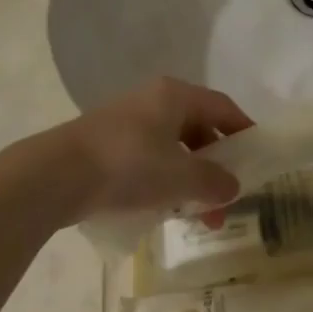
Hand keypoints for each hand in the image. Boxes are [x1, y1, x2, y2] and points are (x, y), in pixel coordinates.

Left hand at [45, 77, 252, 221]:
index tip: (259, 157)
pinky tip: (163, 209)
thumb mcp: (179, 176)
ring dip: (190, 179)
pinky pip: (149, 158)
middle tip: (225, 200)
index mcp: (175, 95)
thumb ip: (213, 181)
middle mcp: (153, 100)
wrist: (54, 175)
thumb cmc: (128, 165)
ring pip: (173, 147)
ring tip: (196, 216)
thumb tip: (233, 187)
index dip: (244, 131)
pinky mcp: (107, 144)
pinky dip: (164, 180)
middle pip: (198, 128)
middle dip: (216, 166)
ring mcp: (128, 121)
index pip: (222, 107)